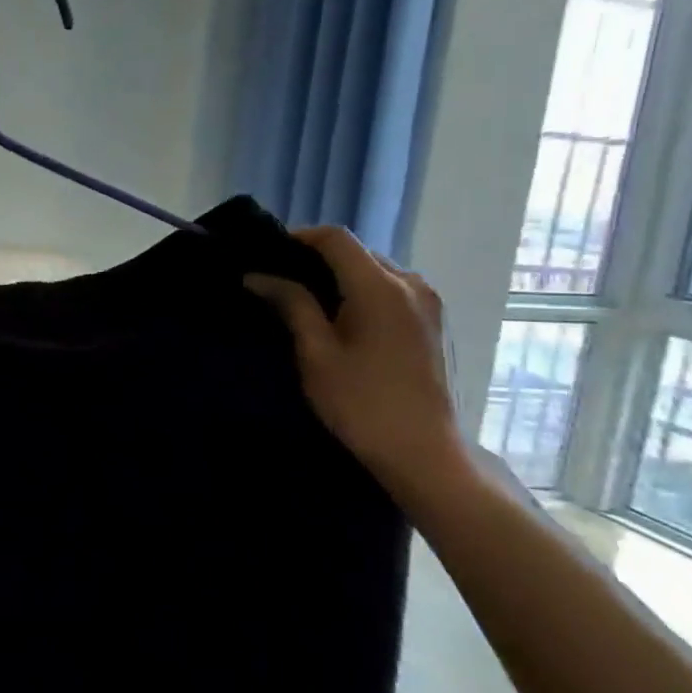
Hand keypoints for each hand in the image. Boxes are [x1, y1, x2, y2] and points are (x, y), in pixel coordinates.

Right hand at [244, 227, 469, 494]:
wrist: (424, 454)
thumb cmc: (361, 403)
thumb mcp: (316, 353)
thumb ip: (291, 305)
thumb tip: (257, 276)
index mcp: (381, 287)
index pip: (336, 239)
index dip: (298, 238)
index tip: (267, 255)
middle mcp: (412, 284)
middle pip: (358, 253)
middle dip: (317, 259)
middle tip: (280, 281)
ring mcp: (429, 304)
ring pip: (376, 271)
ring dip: (342, 278)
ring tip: (308, 303)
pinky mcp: (434, 324)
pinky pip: (393, 291)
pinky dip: (363, 293)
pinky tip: (343, 321)